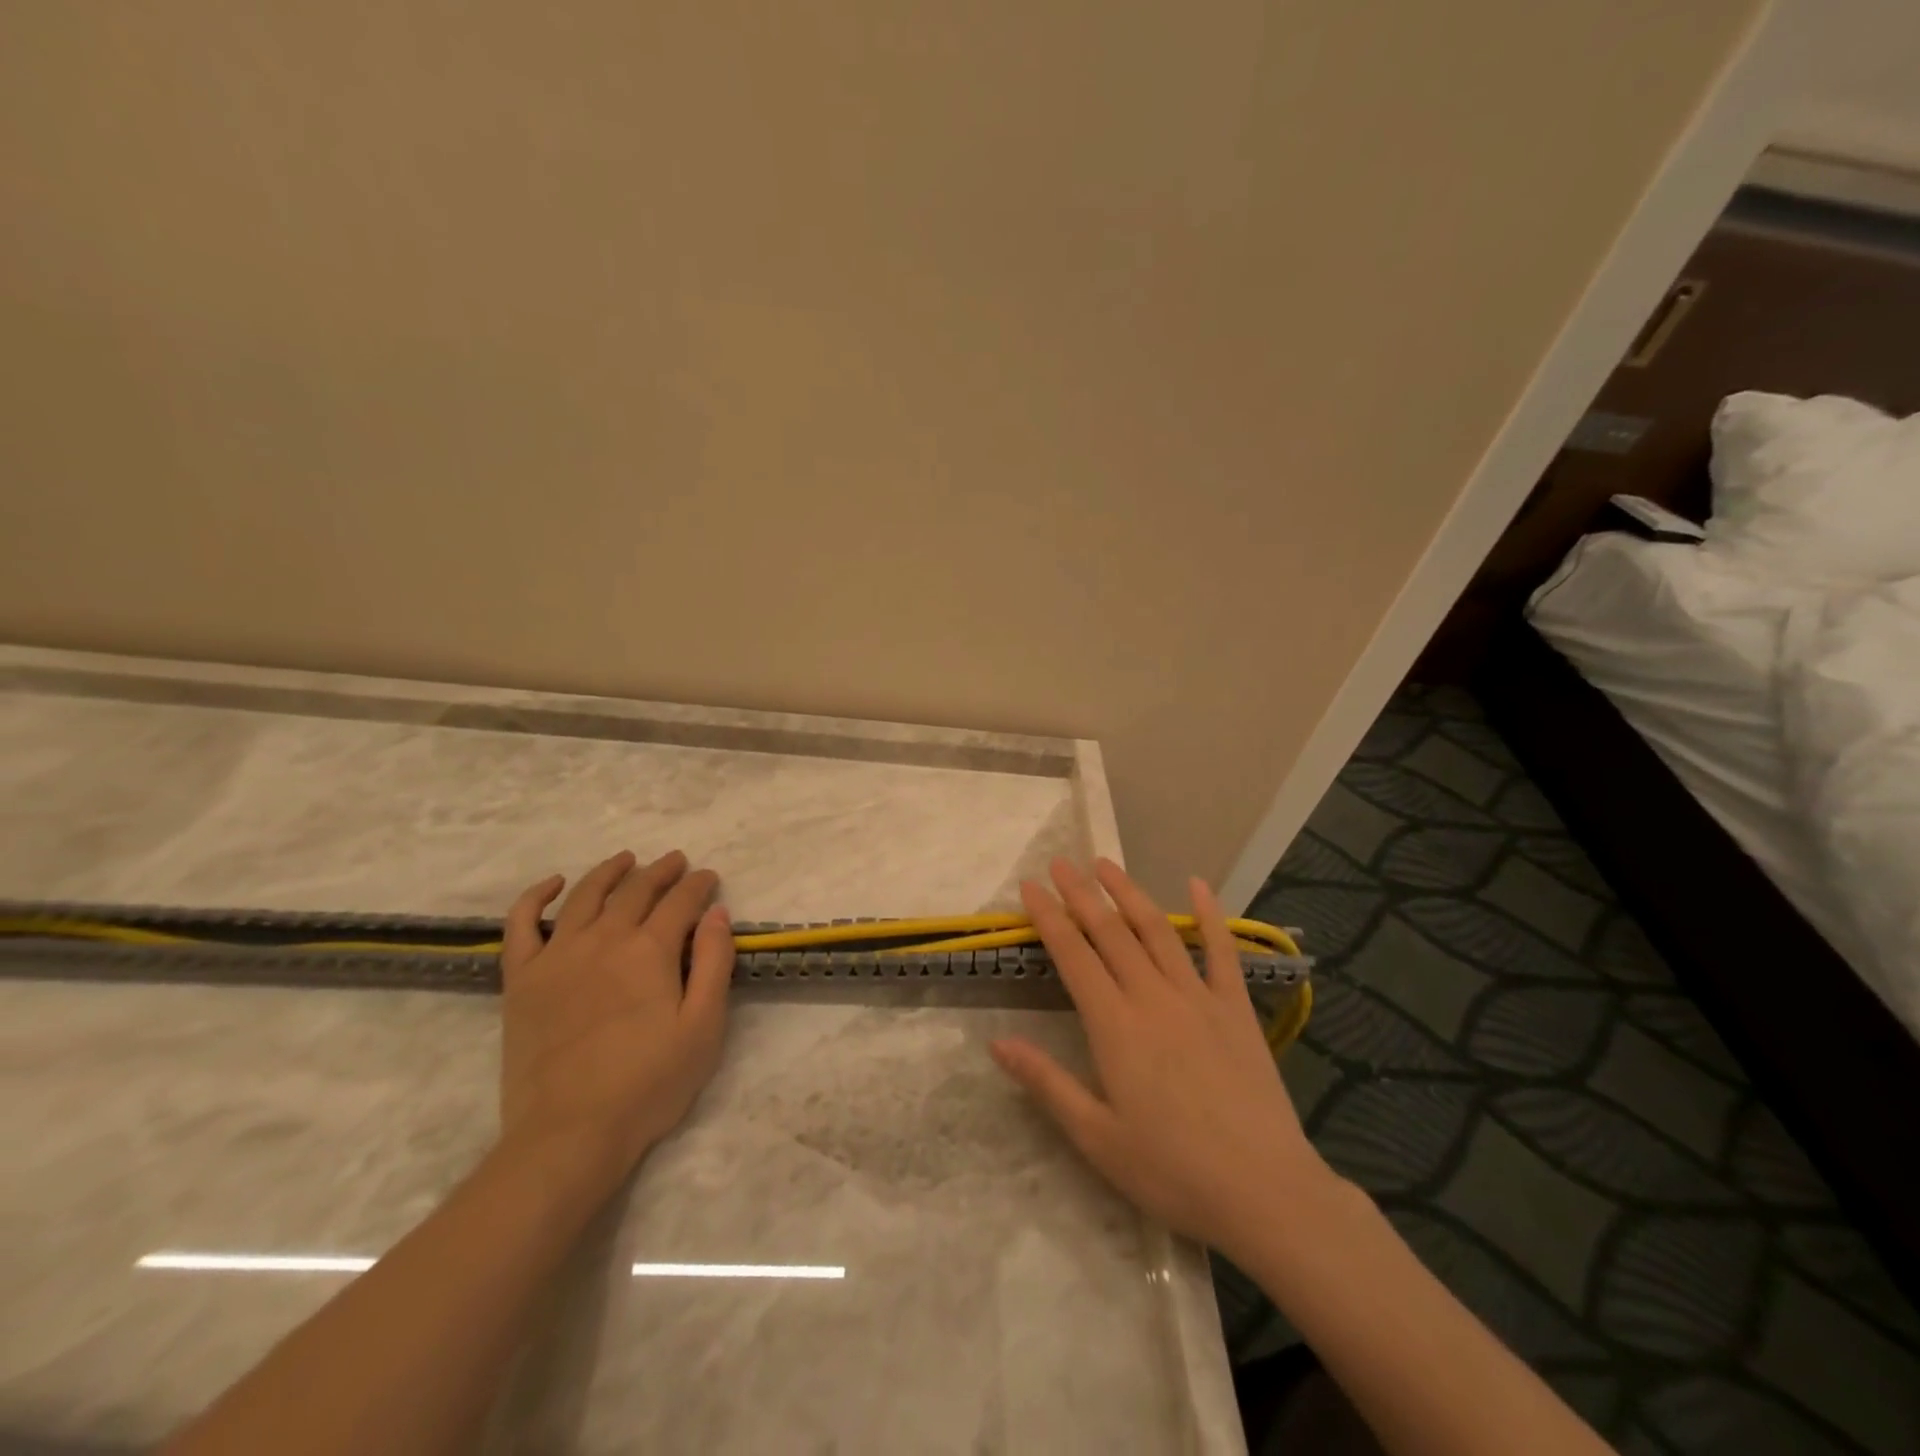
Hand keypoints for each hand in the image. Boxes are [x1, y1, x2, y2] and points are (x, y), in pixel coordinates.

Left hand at [497, 850, 734, 1199]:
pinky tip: (554, 884)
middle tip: (677, 861)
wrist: (570, 1134)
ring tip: (627, 859)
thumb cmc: (649, 1083)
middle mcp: (604, 939)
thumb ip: (715, 963)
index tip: (710, 878)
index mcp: (650, 950)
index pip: (681, 901)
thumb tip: (717, 913)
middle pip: (636, 890)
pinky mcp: (522, 980)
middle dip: (662, 871)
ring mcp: (557, 956)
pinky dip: (536, 897)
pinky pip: (521, 926)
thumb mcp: (704, 1026)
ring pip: (585, 895)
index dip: (699, 885)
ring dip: (610, 871)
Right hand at [989, 858, 1334, 1265]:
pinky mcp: (1236, 1008)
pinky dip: (1210, 915)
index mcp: (1115, 1025)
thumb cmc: (1172, 1171)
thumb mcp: (1096, 1137)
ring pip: (1157, 931)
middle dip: (1082, 893)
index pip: (1073, 955)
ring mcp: (1198, 998)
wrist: (1264, 1191)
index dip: (1049, 917)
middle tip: (1061, 862)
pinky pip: (1222, 951)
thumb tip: (997, 1042)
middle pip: (1110, 932)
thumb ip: (1046, 1083)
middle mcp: (1153, 997)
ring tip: (1107, 864)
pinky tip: (1198, 885)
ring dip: (1129, 892)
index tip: (1030, 886)